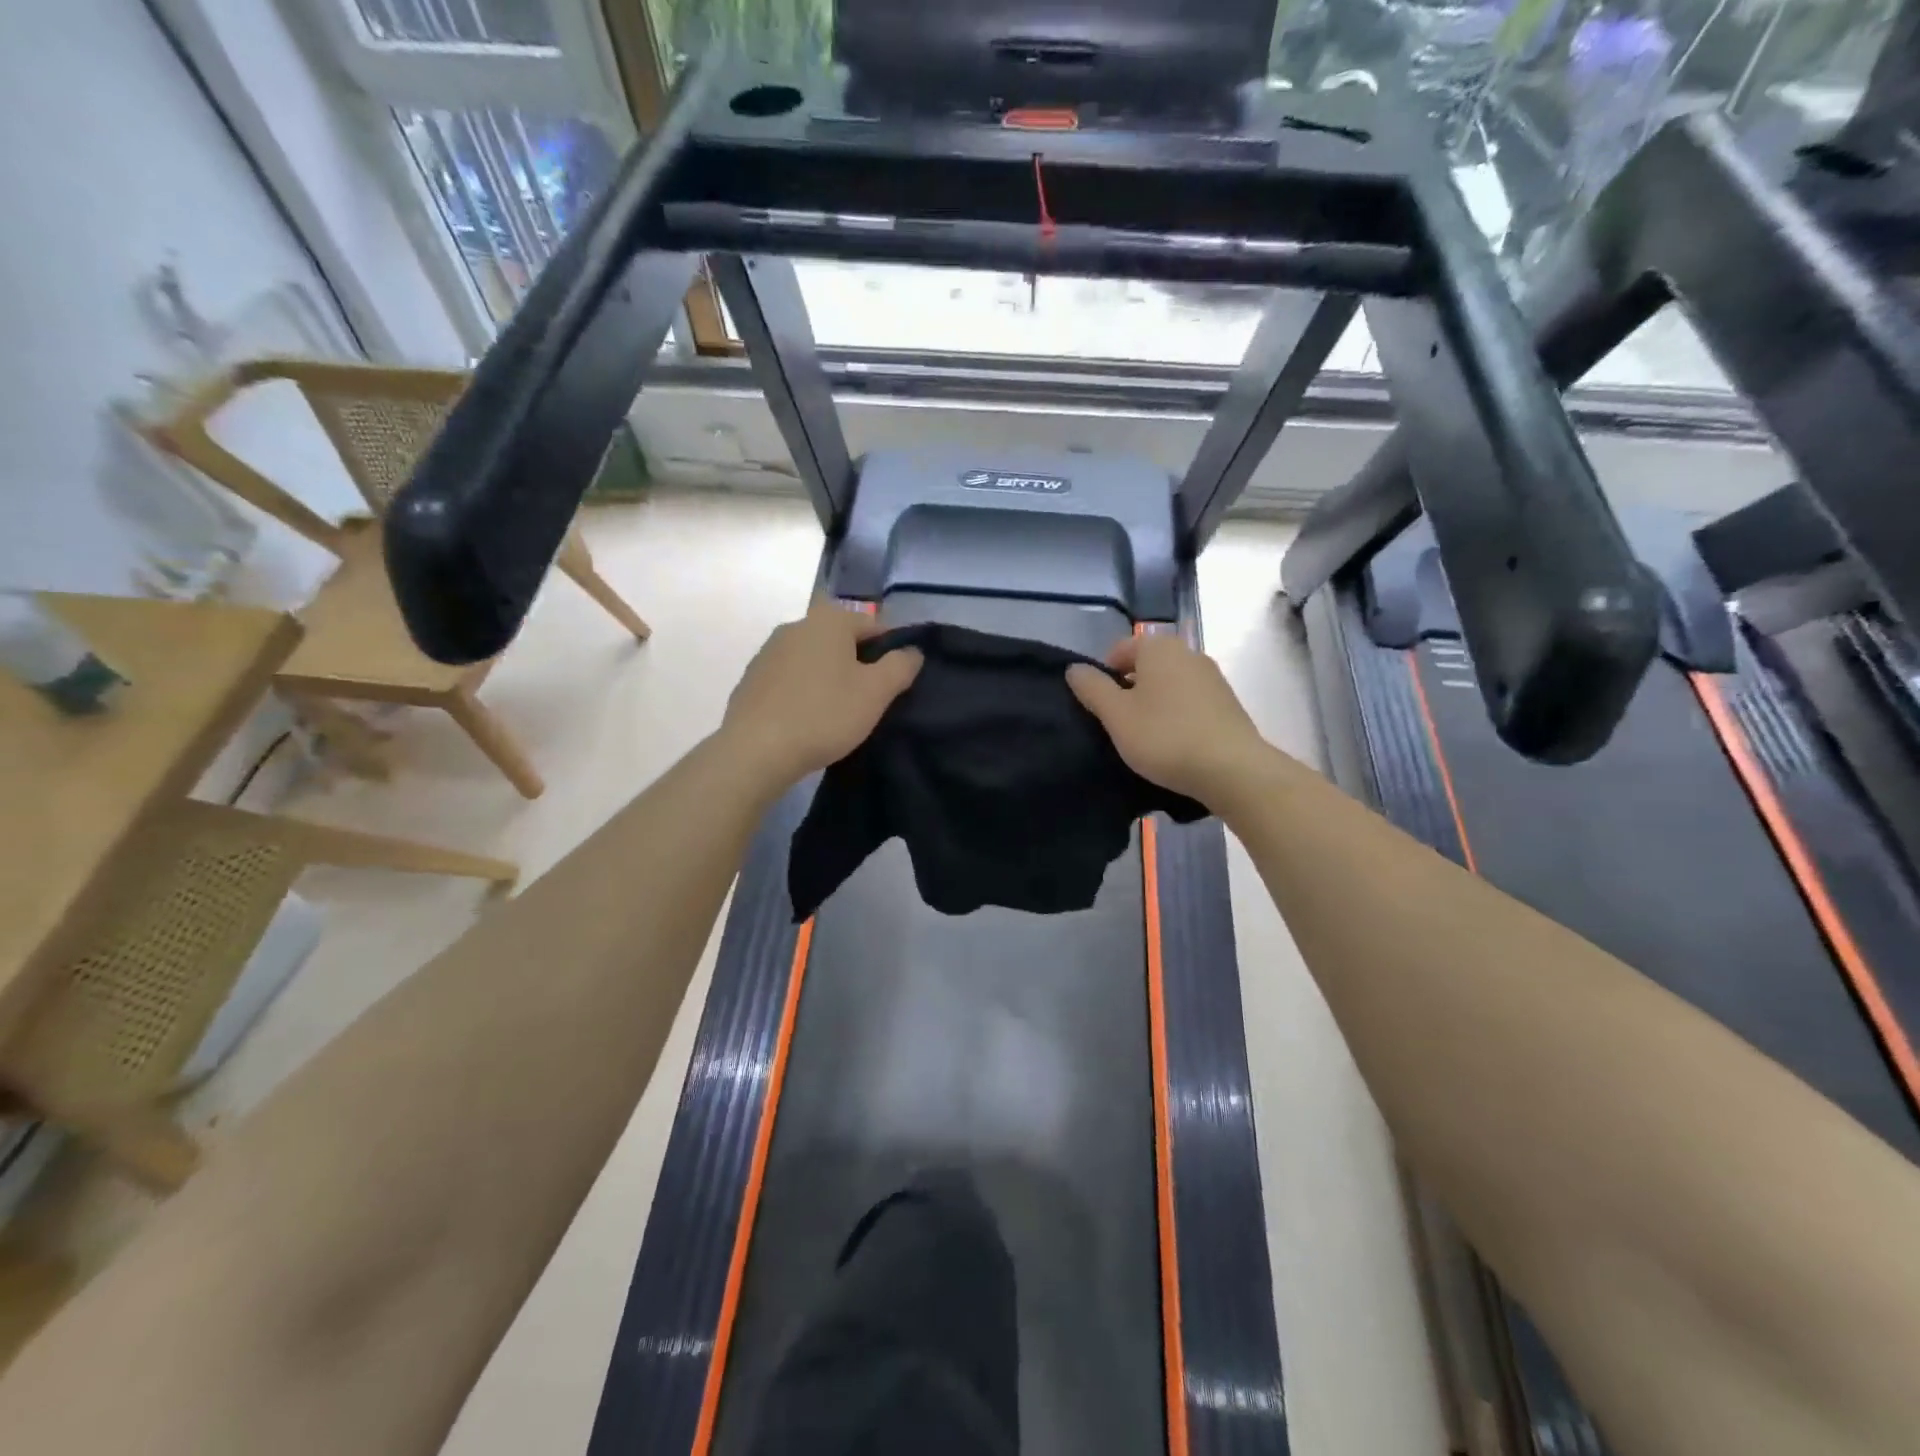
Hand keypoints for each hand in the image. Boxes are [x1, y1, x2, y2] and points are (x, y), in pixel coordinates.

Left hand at [719, 600, 921, 789]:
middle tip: (870, 700)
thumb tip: (912, 651)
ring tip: (838, 713)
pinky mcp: (751, 678)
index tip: (896, 683)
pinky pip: (790, 678)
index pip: (874, 625)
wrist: (756, 750)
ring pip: (814, 659)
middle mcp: (796, 625)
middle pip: (841, 640)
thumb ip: (901, 666)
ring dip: (830, 677)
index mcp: (829, 620)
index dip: (891, 651)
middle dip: (859, 664)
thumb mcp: (876, 692)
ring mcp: (768, 651)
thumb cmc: (824, 715)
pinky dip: (804, 691)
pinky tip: (807, 719)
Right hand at [1067, 634, 1270, 807]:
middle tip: (1120, 725)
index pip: (1119, 650)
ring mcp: (1212, 677)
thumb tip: (1074, 668)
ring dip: (1153, 704)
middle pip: (1146, 666)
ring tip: (1146, 738)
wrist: (1232, 769)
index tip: (1100, 709)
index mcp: (1159, 647)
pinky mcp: (1227, 702)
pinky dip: (1176, 716)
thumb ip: (1092, 688)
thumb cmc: (1164, 737)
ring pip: (1168, 684)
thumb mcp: (1116, 715)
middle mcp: (1188, 652)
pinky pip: (1190, 702)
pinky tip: (1174, 743)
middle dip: (1129, 690)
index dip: (1103, 677)